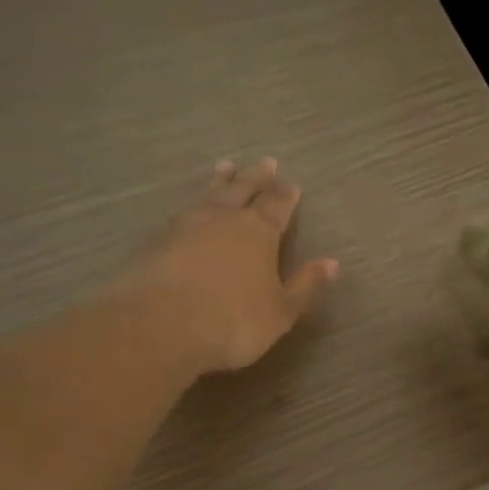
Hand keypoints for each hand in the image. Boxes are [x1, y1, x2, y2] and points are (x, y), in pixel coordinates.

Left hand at [116, 158, 338, 375]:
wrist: (159, 326)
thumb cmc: (233, 322)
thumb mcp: (280, 312)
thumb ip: (305, 286)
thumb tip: (332, 263)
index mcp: (258, 232)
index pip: (277, 206)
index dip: (285, 195)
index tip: (291, 183)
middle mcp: (222, 219)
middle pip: (242, 190)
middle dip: (255, 177)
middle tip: (265, 162)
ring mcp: (185, 226)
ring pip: (208, 195)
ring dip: (220, 181)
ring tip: (225, 167)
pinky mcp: (155, 241)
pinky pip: (180, 214)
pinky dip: (191, 206)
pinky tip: (188, 210)